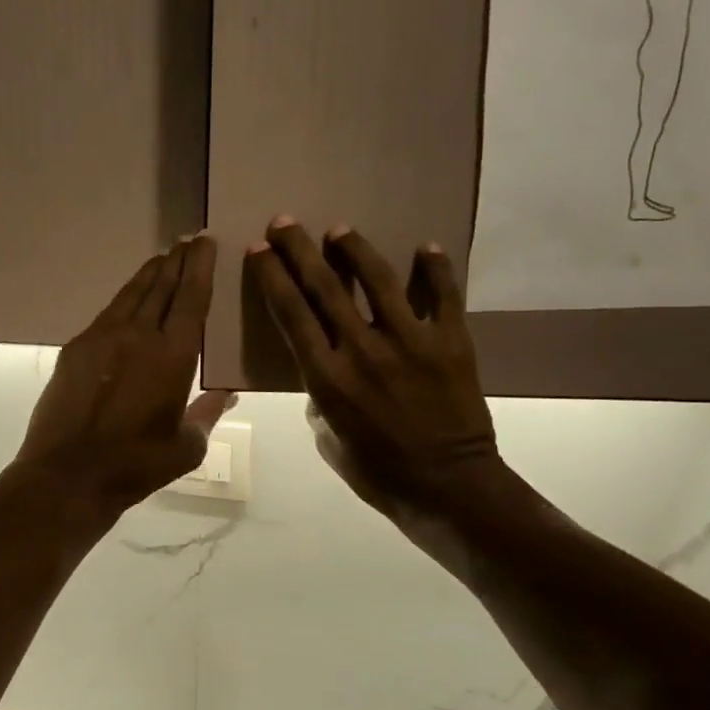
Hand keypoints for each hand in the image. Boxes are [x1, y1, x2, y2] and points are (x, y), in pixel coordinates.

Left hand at [10, 234, 234, 531]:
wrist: (67, 474)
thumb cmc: (135, 465)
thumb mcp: (187, 447)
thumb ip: (208, 414)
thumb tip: (227, 394)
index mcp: (172, 355)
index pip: (191, 297)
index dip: (200, 266)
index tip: (206, 241)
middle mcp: (138, 335)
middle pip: (161, 285)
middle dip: (177, 260)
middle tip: (188, 240)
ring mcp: (102, 338)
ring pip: (131, 293)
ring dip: (150, 273)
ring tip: (163, 258)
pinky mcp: (76, 348)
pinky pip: (108, 312)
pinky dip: (125, 298)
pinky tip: (129, 299)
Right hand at [246, 218, 502, 526]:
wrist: (450, 488)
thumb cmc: (380, 473)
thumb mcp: (330, 441)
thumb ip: (321, 400)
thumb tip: (326, 373)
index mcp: (327, 377)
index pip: (291, 313)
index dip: (272, 276)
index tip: (259, 249)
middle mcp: (363, 350)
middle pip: (324, 287)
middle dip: (299, 249)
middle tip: (284, 221)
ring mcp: (410, 342)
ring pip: (378, 280)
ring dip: (355, 249)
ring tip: (340, 229)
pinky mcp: (451, 342)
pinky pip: (444, 296)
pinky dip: (436, 269)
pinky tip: (425, 247)